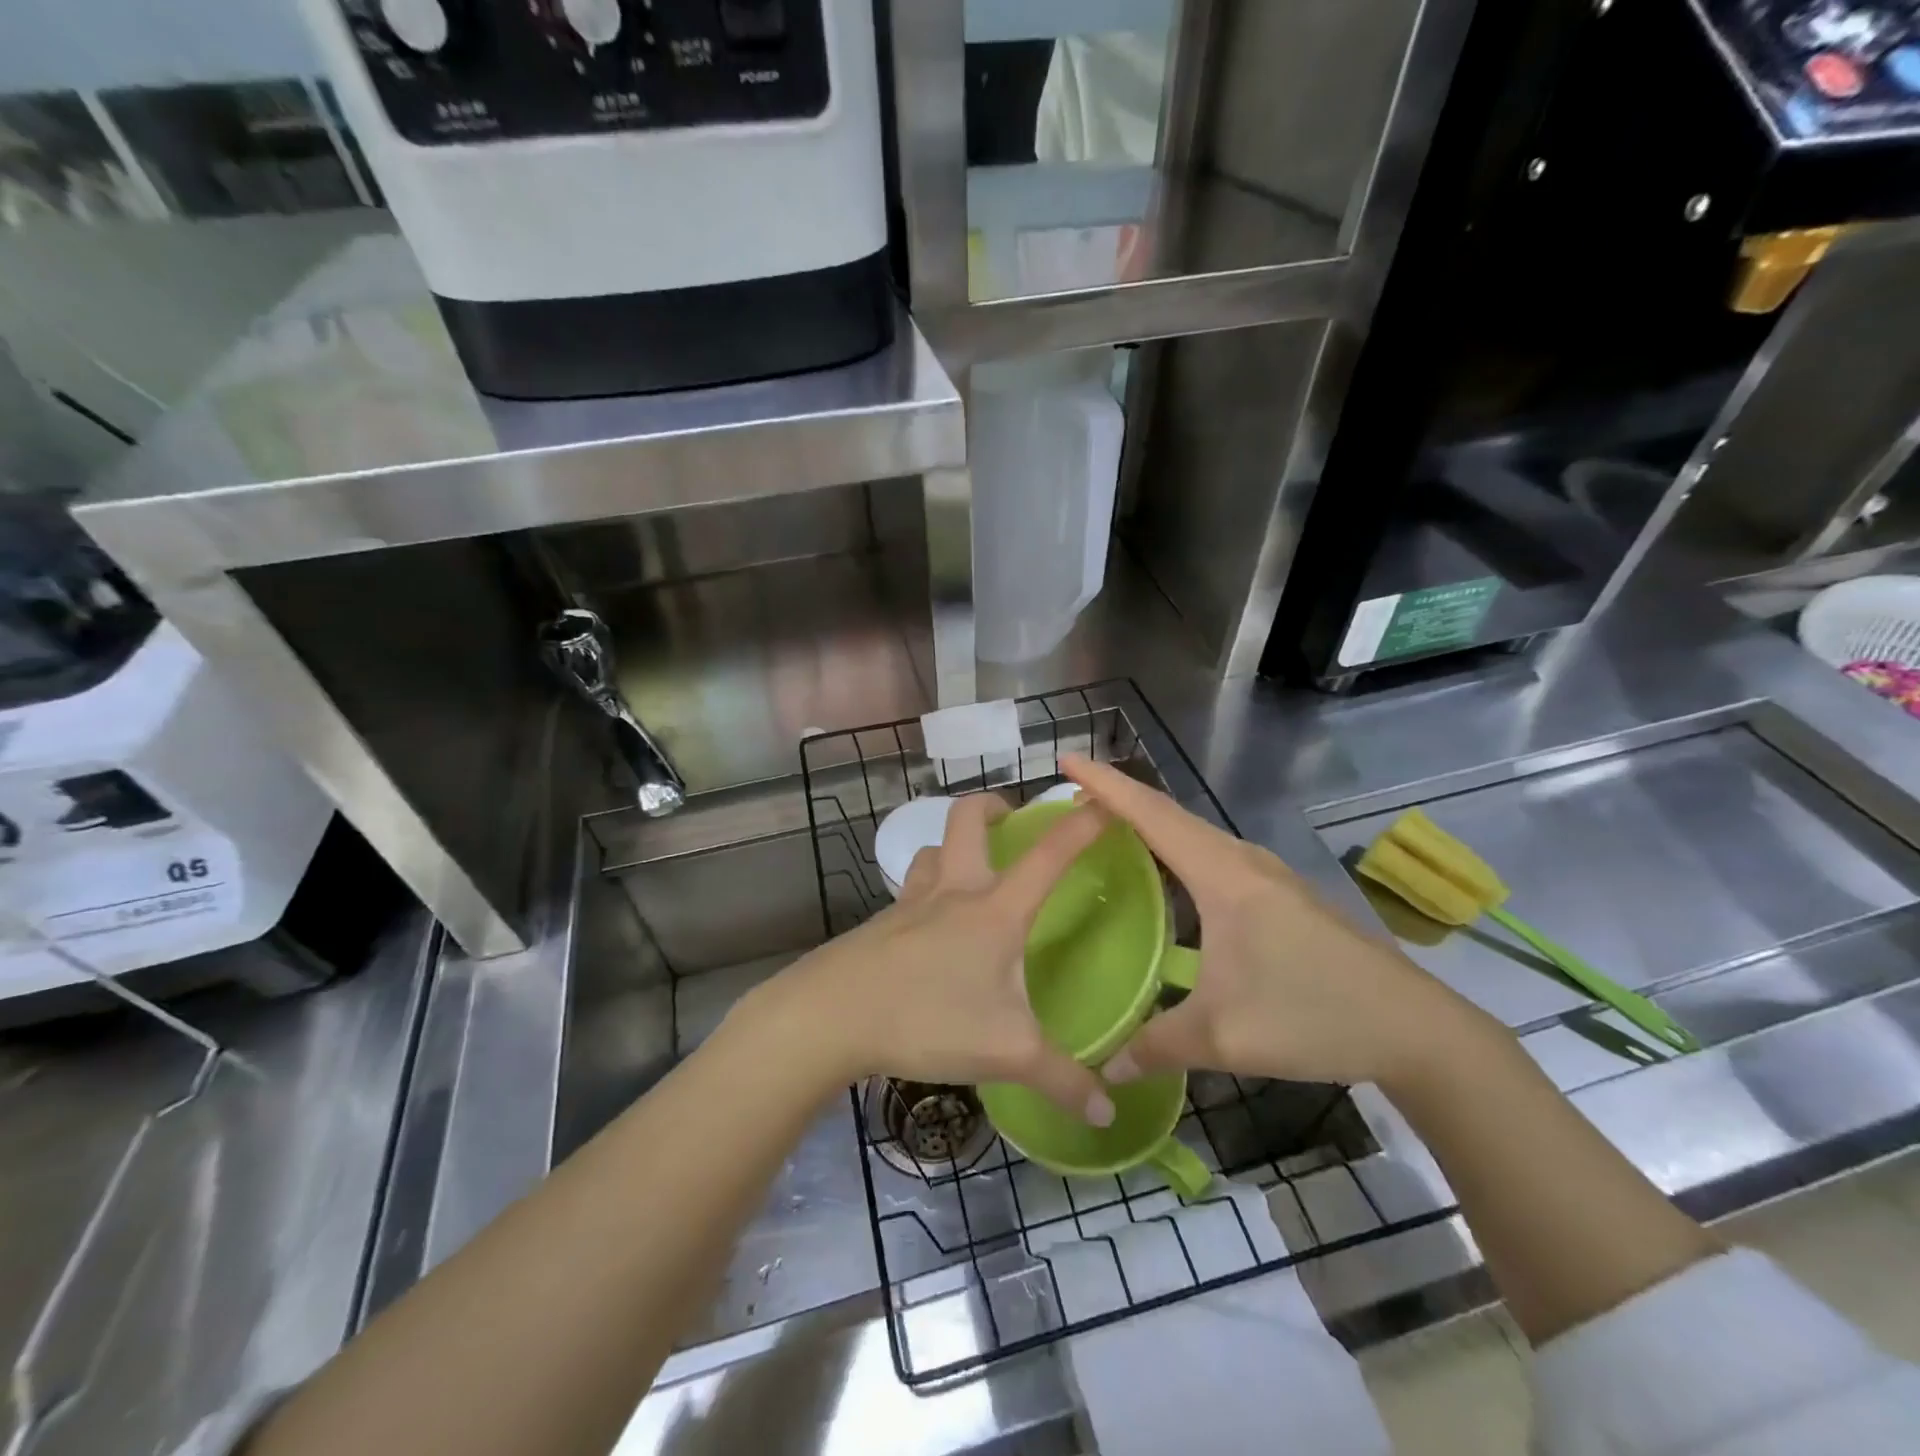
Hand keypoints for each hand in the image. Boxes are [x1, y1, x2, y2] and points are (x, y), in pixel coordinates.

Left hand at [746, 792, 1119, 1125]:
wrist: (831, 1015)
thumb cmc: (928, 1018)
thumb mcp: (1006, 1053)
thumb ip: (1061, 1080)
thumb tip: (1108, 1115)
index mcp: (995, 910)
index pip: (1049, 854)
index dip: (1081, 823)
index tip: (1105, 800)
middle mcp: (954, 892)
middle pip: (968, 819)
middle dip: (992, 806)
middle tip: (1012, 819)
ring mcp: (911, 904)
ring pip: (933, 851)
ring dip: (954, 848)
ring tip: (972, 872)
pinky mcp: (881, 925)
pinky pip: (911, 891)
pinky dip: (928, 892)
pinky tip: (932, 930)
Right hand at [1062, 755, 1497, 1091]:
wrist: (1416, 1029)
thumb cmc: (1313, 1017)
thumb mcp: (1223, 1036)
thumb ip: (1155, 1046)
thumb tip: (1101, 1069)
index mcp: (1223, 876)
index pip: (1151, 815)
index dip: (1105, 784)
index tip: (1065, 760)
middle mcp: (1242, 860)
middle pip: (1169, 814)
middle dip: (1118, 798)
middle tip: (1071, 798)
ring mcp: (1266, 874)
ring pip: (1193, 833)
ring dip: (1149, 823)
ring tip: (1107, 827)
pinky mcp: (1280, 893)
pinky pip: (1212, 854)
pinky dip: (1176, 848)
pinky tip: (1166, 875)